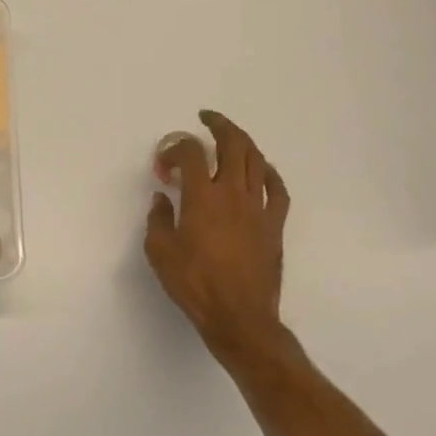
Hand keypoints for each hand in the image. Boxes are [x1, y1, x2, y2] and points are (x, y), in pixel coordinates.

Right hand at [144, 110, 291, 365]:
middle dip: (218, 125)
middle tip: (206, 118)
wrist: (239, 317)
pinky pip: (277, 188)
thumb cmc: (194, 284)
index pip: (189, 153)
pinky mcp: (274, 224)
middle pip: (232, 144)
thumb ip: (158, 219)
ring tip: (230, 136)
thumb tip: (162, 199)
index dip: (174, 148)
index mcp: (201, 197)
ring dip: (242, 141)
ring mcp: (258, 207)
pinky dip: (268, 171)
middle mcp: (232, 193)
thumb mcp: (160, 252)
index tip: (163, 164)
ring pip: (256, 160)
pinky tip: (261, 169)